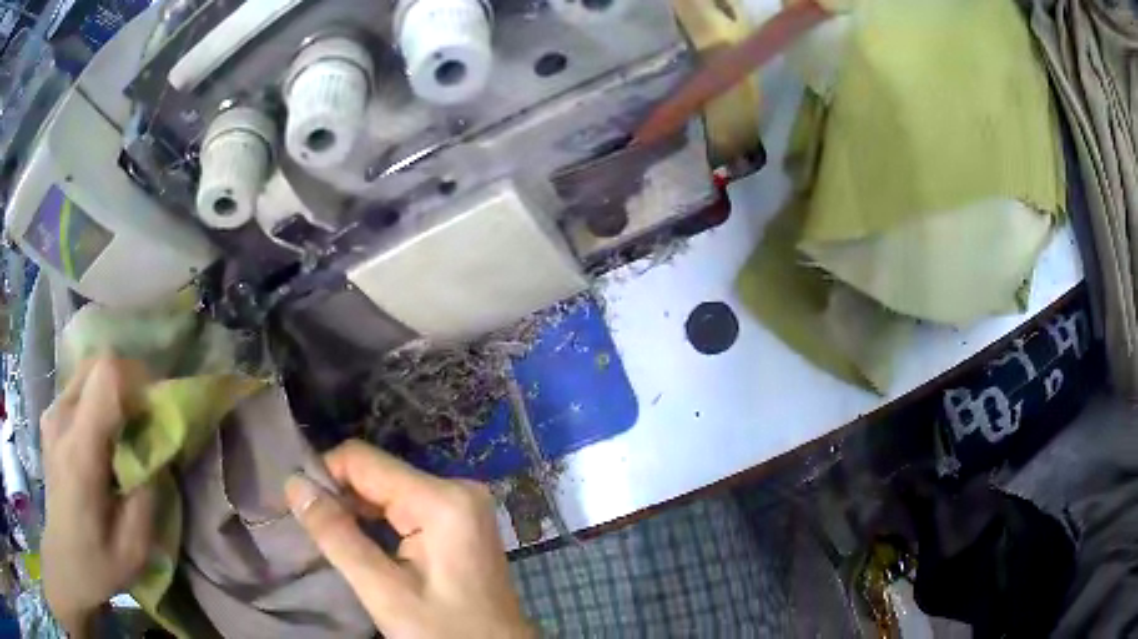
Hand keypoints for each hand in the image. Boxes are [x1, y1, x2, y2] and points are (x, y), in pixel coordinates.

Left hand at [41, 357, 155, 636]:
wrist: (64, 560)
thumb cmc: (99, 563)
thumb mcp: (135, 547)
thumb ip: (147, 493)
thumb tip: (155, 451)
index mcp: (79, 451)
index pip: (105, 377)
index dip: (137, 379)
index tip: (155, 408)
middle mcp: (61, 419)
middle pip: (97, 362)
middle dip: (128, 379)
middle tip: (145, 416)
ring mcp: (52, 414)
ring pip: (88, 370)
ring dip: (113, 388)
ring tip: (125, 427)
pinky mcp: (50, 416)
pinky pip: (79, 387)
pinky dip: (98, 397)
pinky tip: (104, 434)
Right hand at [285, 440, 533, 638]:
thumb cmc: (446, 632)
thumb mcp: (386, 592)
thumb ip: (338, 536)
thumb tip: (294, 484)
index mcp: (443, 500)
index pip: (363, 461)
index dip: (324, 475)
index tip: (297, 505)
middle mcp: (457, 490)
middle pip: (378, 475)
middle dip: (340, 497)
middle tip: (311, 529)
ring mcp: (462, 507)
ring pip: (389, 492)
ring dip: (356, 512)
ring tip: (330, 539)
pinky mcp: (459, 525)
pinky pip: (406, 509)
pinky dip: (378, 523)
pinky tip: (359, 543)